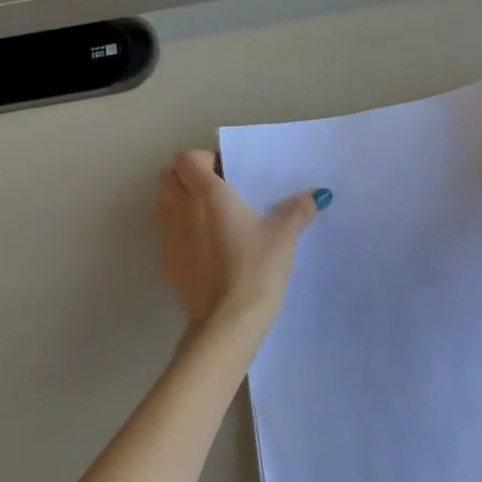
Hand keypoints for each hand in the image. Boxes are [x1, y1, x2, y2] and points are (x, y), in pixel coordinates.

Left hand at [158, 151, 327, 337]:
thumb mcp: (284, 238)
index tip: (227, 173)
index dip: (203, 160)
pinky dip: (181, 234)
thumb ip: (298, 211)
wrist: (228, 322)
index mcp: (208, 195)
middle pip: (168, 178)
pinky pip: (168, 237)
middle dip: (186, 178)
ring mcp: (170, 239)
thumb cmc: (256, 269)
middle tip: (216, 192)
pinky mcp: (168, 265)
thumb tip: (318, 195)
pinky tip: (206, 251)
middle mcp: (182, 211)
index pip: (187, 159)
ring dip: (180, 203)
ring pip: (163, 206)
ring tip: (211, 219)